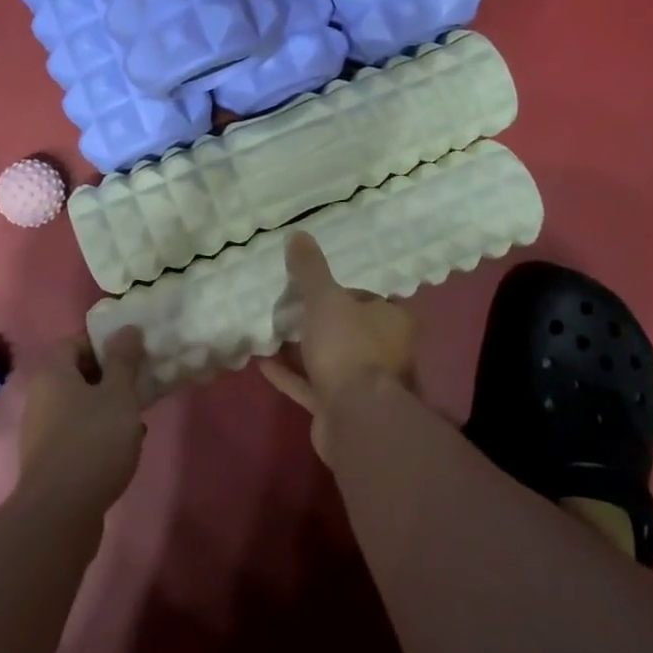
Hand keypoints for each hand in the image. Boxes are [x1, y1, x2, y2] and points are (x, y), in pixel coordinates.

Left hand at [18, 329, 147, 513]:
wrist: (61, 512)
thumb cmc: (93, 441)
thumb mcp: (118, 394)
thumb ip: (124, 359)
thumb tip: (127, 328)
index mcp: (52, 372)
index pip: (77, 341)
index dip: (106, 342)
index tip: (135, 352)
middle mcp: (40, 396)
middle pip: (78, 373)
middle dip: (111, 376)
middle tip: (140, 383)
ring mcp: (41, 430)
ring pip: (80, 405)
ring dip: (108, 406)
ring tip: (138, 416)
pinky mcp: (49, 459)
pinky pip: (78, 432)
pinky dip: (99, 431)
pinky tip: (124, 445)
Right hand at [259, 233, 416, 457]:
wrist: (355, 418)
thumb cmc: (349, 348)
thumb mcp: (326, 299)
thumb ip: (311, 269)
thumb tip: (299, 234)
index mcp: (391, 321)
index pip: (365, 297)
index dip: (338, 290)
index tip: (311, 286)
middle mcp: (384, 351)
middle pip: (346, 328)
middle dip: (318, 320)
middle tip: (286, 305)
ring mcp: (362, 384)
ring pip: (328, 358)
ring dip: (301, 348)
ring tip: (269, 330)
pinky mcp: (339, 407)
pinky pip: (310, 384)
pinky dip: (289, 373)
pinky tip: (261, 361)